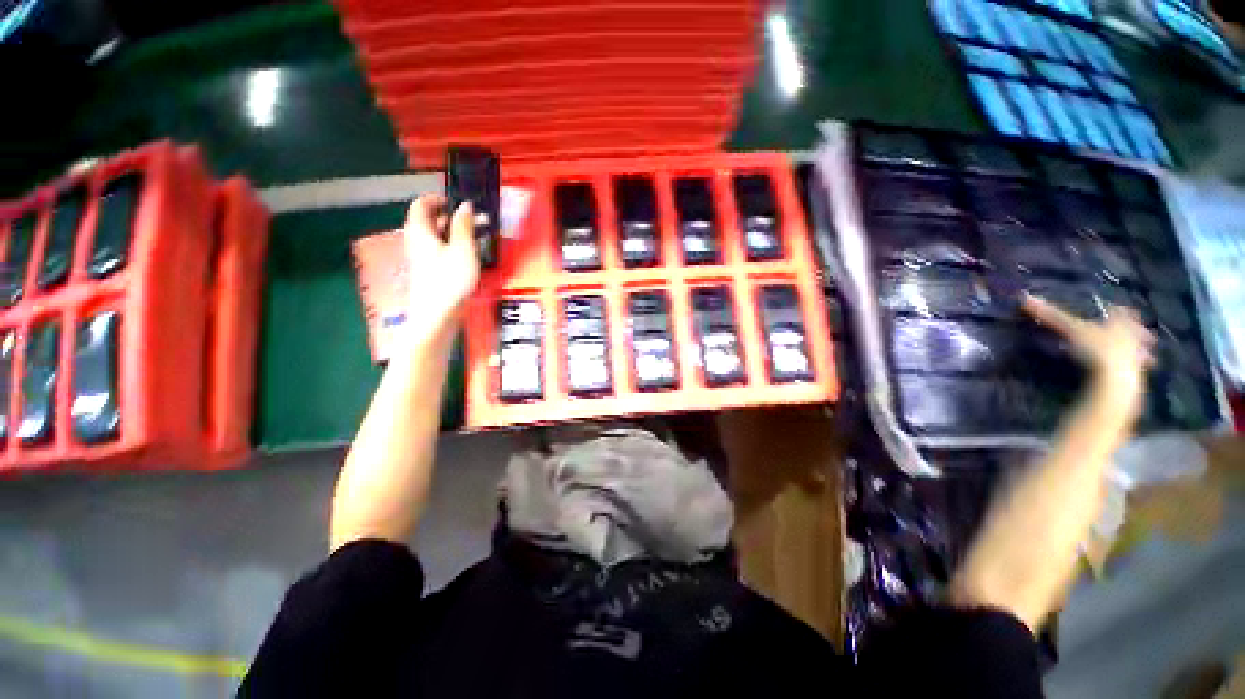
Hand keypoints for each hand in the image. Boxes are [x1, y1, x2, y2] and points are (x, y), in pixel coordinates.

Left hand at [401, 195, 479, 340]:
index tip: (459, 202)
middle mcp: (416, 240)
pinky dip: (454, 247)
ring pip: (436, 237)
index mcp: (419, 230)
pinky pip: (439, 251)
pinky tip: (470, 255)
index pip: (421, 204)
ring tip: (479, 237)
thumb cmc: (450, 279)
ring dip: (456, 233)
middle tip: (477, 221)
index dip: (439, 199)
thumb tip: (465, 205)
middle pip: (429, 220)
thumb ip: (464, 226)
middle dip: (453, 217)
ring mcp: (421, 257)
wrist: (436, 314)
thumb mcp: (463, 249)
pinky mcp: (428, 271)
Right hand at [1022, 294, 1154, 409]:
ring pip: (1141, 351)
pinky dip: (1133, 371)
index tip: (1115, 308)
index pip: (1120, 312)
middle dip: (1135, 331)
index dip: (1117, 310)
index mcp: (1120, 323)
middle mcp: (1132, 336)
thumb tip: (1025, 298)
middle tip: (1137, 330)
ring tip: (1139, 354)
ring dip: (1139, 352)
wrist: (1115, 378)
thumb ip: (1051, 316)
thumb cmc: (1096, 348)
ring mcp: (1137, 356)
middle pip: (1135, 330)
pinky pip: (1136, 370)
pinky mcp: (1136, 375)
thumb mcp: (1070, 330)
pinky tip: (1130, 375)